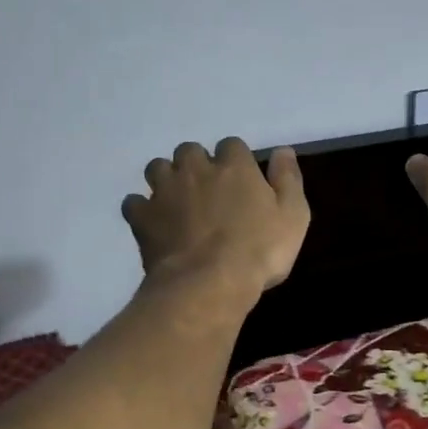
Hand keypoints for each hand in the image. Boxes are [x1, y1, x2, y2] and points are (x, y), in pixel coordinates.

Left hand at [123, 138, 309, 298]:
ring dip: (166, 179)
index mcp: (234, 166)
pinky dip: (142, 209)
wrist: (209, 283)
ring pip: (157, 168)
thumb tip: (282, 150)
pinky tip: (153, 222)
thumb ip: (288, 179)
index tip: (240, 180)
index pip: (231, 145)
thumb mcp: (293, 216)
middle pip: (189, 150)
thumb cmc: (260, 251)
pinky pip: (134, 203)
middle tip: (206, 190)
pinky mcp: (143, 217)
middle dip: (196, 165)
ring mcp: (164, 191)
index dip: (235, 160)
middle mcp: (195, 169)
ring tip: (177, 201)